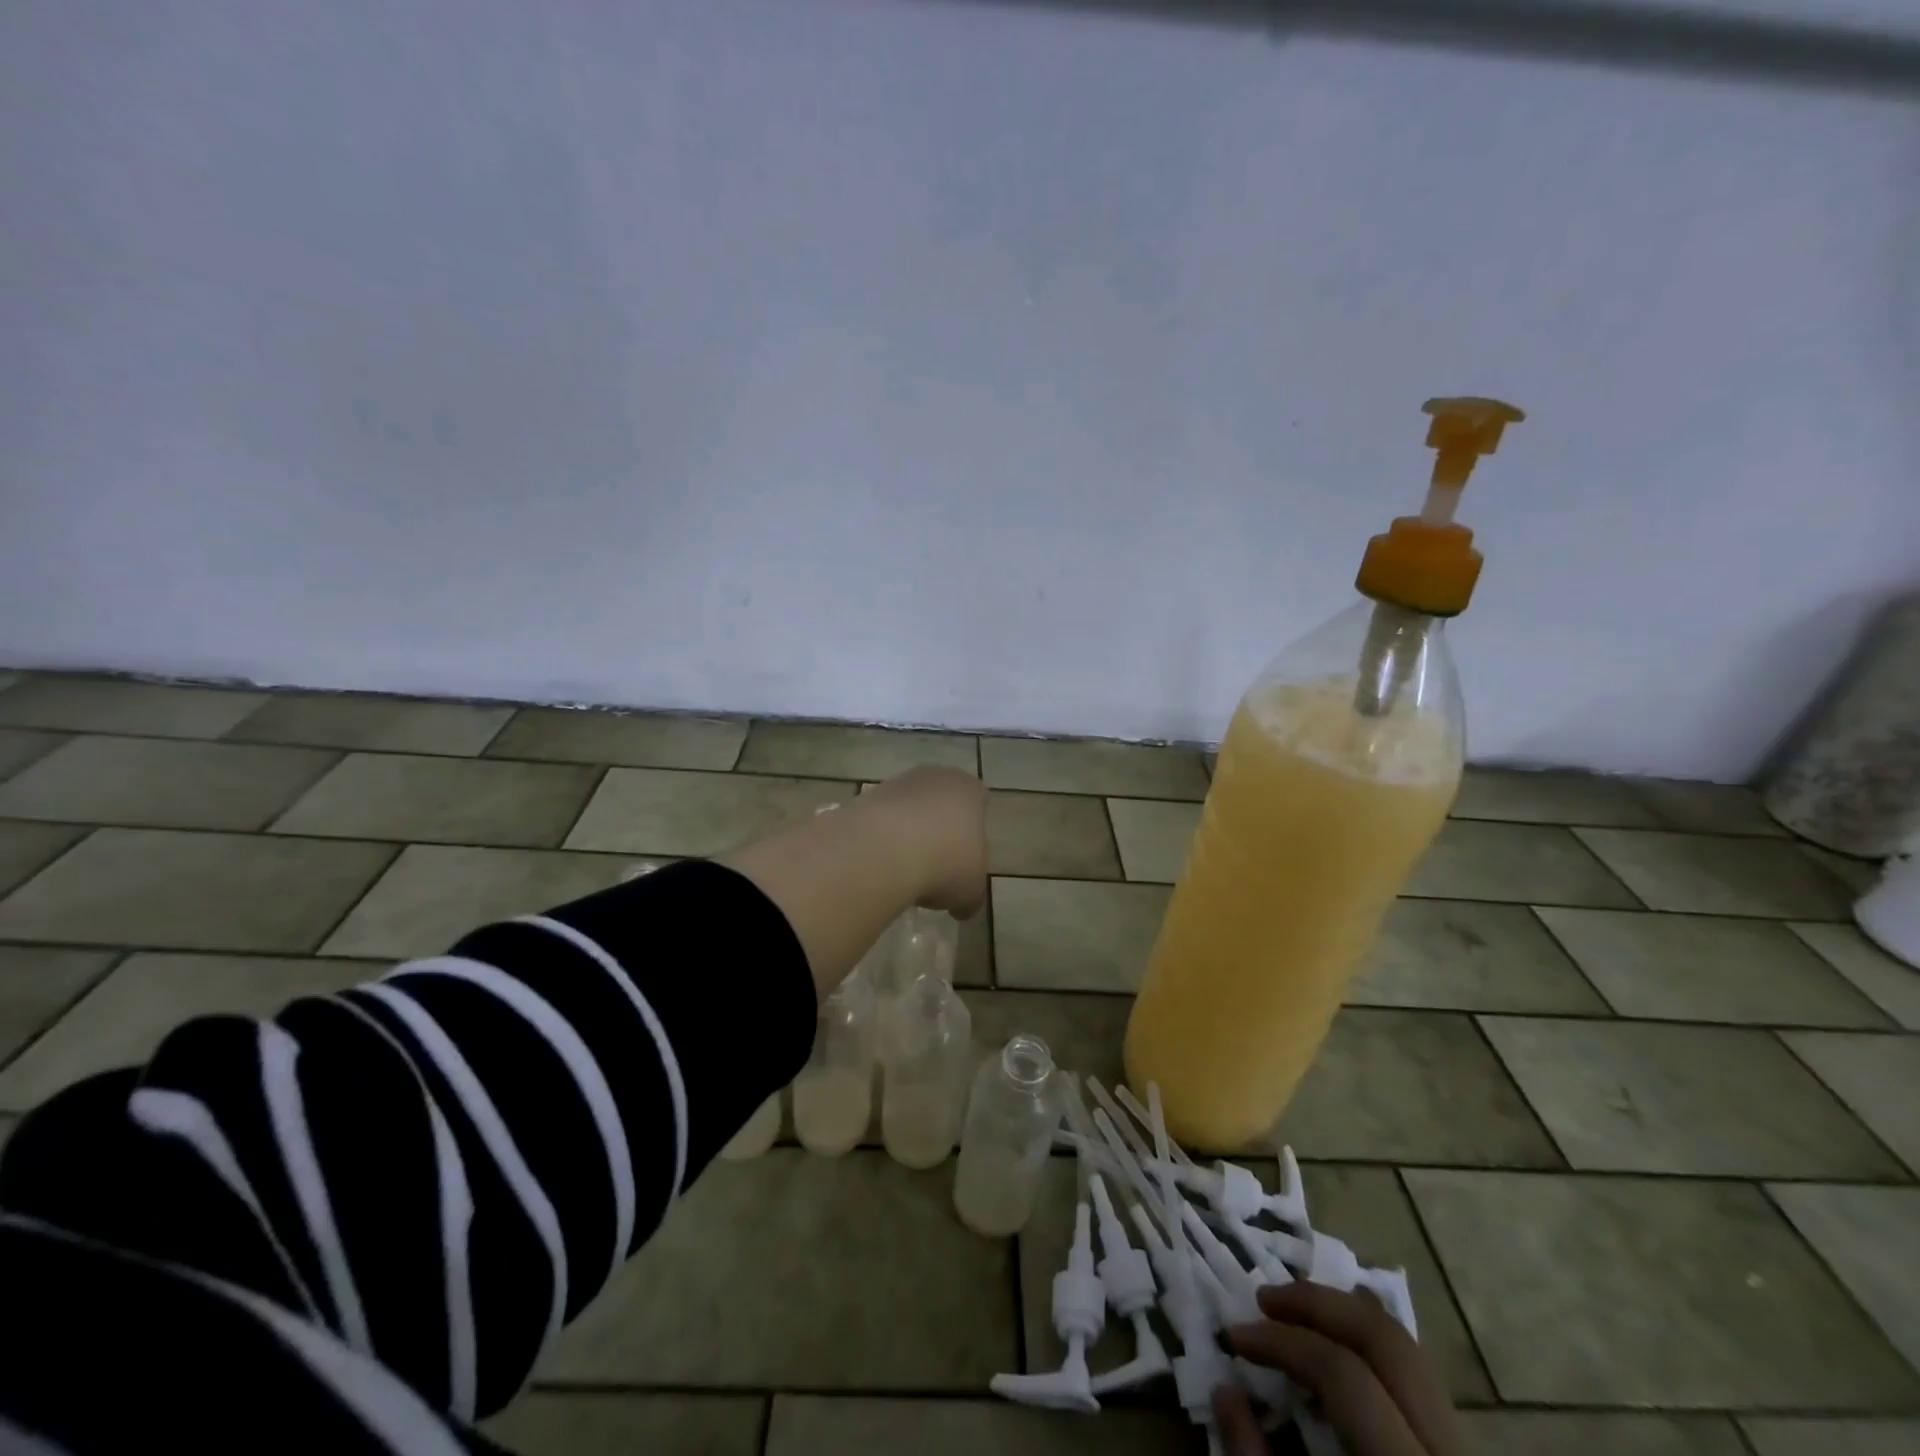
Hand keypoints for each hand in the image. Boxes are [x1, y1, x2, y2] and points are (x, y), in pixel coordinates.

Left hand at [863, 766, 987, 916]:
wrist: (885, 850)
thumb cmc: (946, 862)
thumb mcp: (971, 891)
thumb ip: (971, 896)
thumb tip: (964, 908)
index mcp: (969, 790)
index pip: (978, 800)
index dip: (973, 828)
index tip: (966, 855)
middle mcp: (935, 778)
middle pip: (941, 802)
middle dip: (939, 829)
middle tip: (937, 865)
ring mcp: (897, 784)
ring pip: (908, 809)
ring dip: (908, 834)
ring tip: (905, 871)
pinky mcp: (865, 797)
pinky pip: (880, 821)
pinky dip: (882, 840)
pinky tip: (881, 866)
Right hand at [1214, 1283, 1464, 1455]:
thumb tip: (1224, 1390)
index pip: (1343, 1373)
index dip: (1281, 1342)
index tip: (1233, 1337)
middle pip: (1386, 1341)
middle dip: (1317, 1304)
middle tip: (1264, 1299)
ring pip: (1409, 1351)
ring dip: (1343, 1317)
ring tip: (1293, 1313)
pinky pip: (1418, 1382)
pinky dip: (1370, 1350)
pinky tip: (1336, 1349)